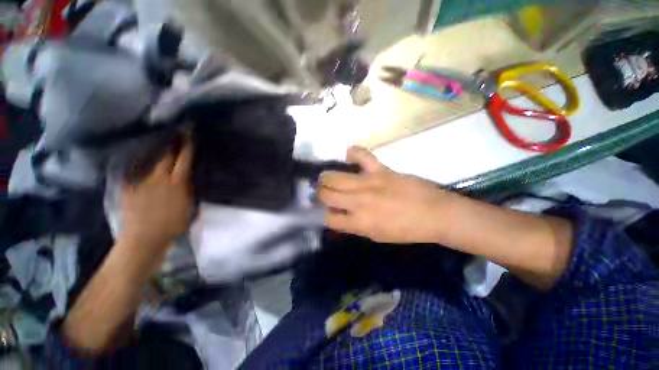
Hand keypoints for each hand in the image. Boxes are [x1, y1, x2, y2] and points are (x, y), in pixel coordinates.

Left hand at [120, 139, 193, 250]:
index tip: (188, 134)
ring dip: (157, 155)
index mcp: (177, 183)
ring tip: (159, 148)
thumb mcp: (189, 207)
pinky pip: (134, 174)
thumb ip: (188, 190)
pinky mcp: (128, 189)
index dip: (187, 146)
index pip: (184, 160)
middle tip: (175, 136)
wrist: (144, 238)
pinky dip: (139, 169)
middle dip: (171, 145)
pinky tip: (140, 168)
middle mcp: (159, 178)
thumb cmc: (173, 225)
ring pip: (150, 163)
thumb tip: (188, 179)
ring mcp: (141, 182)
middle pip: (166, 157)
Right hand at [318, 146, 455, 243]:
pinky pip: (361, 155)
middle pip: (326, 194)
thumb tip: (338, 215)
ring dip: (326, 177)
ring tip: (328, 177)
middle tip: (323, 191)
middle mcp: (358, 202)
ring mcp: (368, 182)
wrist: (434, 213)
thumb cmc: (406, 230)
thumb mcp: (376, 235)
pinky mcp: (380, 169)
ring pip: (334, 176)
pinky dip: (352, 153)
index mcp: (359, 222)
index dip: (322, 213)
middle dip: (320, 193)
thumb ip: (354, 225)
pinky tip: (348, 156)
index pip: (327, 217)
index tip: (324, 209)